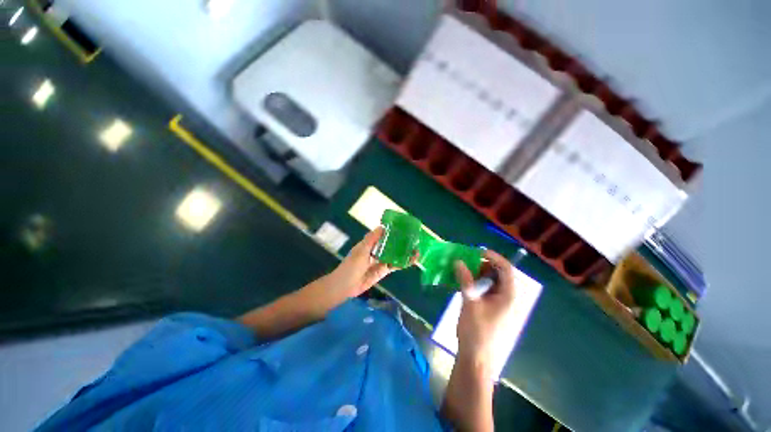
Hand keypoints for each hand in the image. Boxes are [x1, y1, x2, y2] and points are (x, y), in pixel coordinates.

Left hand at [326, 227, 410, 297]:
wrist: (346, 287)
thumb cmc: (351, 266)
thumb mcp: (361, 250)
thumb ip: (372, 239)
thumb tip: (383, 227)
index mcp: (369, 244)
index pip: (382, 234)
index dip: (392, 231)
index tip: (403, 227)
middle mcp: (376, 251)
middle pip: (390, 244)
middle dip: (401, 241)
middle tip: (414, 238)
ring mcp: (380, 261)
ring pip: (394, 255)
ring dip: (404, 252)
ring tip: (416, 248)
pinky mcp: (383, 271)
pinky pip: (394, 265)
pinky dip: (402, 263)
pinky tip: (411, 260)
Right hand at [453, 250, 516, 371]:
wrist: (476, 358)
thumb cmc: (476, 331)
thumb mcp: (470, 303)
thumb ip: (465, 280)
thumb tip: (458, 261)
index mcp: (508, 295)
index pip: (506, 268)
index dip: (493, 256)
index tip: (476, 251)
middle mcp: (507, 297)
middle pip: (499, 273)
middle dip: (483, 264)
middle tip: (466, 261)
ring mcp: (500, 303)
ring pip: (491, 281)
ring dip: (477, 273)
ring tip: (462, 270)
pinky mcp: (492, 308)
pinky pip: (486, 289)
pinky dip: (476, 282)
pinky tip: (463, 283)